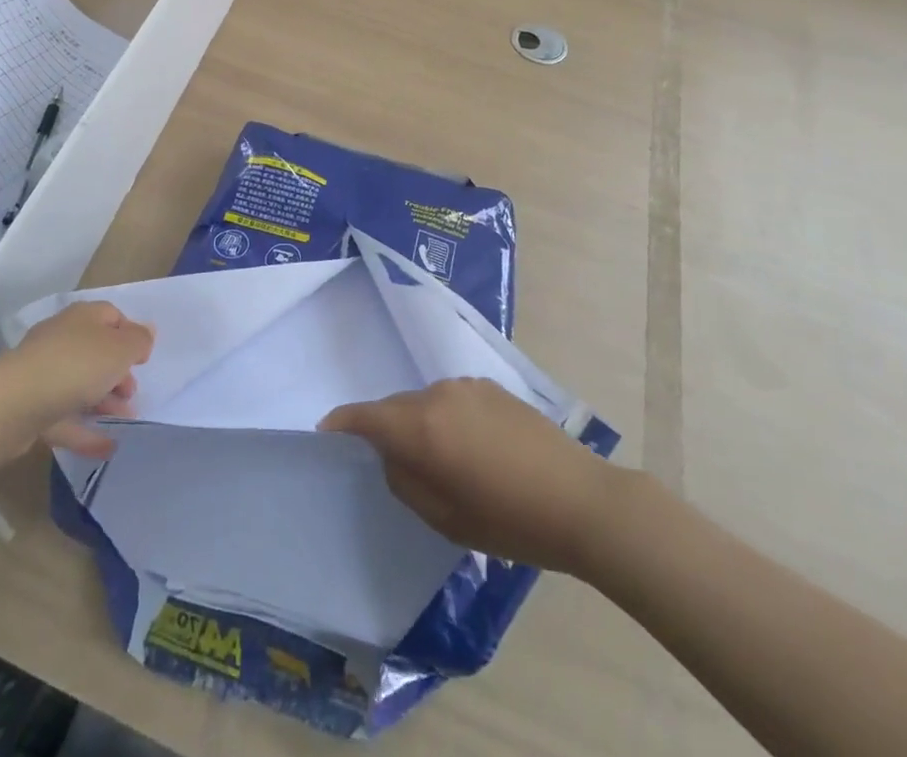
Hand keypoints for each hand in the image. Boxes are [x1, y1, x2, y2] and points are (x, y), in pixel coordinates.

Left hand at [0, 301, 152, 458]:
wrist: (11, 405)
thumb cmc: (75, 366)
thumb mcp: (119, 349)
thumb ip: (138, 341)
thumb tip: (146, 332)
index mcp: (82, 318)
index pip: (112, 316)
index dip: (131, 334)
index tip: (143, 360)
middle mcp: (61, 340)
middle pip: (95, 352)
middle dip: (118, 373)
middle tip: (132, 394)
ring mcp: (43, 375)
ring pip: (80, 386)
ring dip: (105, 402)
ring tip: (126, 421)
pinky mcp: (31, 409)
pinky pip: (65, 417)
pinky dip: (86, 431)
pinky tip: (108, 447)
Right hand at [321, 378, 618, 573]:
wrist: (580, 500)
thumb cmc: (509, 520)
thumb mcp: (445, 518)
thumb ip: (405, 481)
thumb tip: (391, 455)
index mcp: (422, 427)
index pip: (366, 416)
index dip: (342, 423)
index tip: (326, 432)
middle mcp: (438, 395)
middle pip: (395, 407)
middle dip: (384, 429)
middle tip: (392, 463)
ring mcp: (467, 387)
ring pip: (424, 402)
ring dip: (419, 424)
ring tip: (440, 460)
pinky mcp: (492, 388)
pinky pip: (452, 399)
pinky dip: (447, 418)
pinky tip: (471, 448)